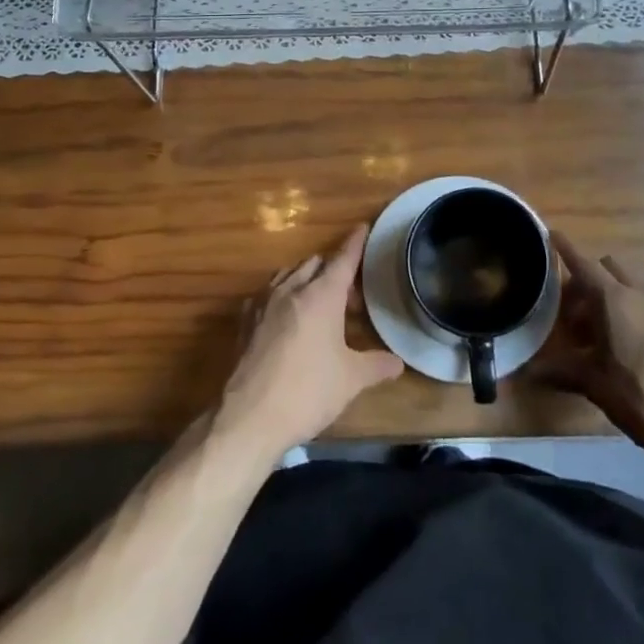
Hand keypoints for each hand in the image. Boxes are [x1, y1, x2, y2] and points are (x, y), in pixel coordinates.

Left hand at [217, 225, 404, 459]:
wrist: (250, 416)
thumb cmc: (308, 391)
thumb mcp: (351, 380)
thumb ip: (376, 366)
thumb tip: (398, 363)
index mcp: (321, 296)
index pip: (342, 260)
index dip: (355, 244)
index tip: (362, 227)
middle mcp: (291, 290)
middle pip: (314, 264)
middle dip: (333, 270)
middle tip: (350, 295)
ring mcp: (263, 303)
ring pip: (288, 275)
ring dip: (305, 279)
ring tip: (318, 303)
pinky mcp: (245, 322)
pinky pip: (266, 295)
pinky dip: (281, 296)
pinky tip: (285, 318)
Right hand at [534, 231, 643, 441]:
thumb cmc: (641, 398)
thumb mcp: (595, 385)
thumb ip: (561, 371)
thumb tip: (529, 373)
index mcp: (614, 300)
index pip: (583, 264)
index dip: (565, 249)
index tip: (553, 234)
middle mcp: (642, 292)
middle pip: (609, 268)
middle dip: (590, 281)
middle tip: (579, 315)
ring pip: (635, 285)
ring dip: (616, 296)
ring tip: (610, 334)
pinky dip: (640, 310)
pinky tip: (640, 345)